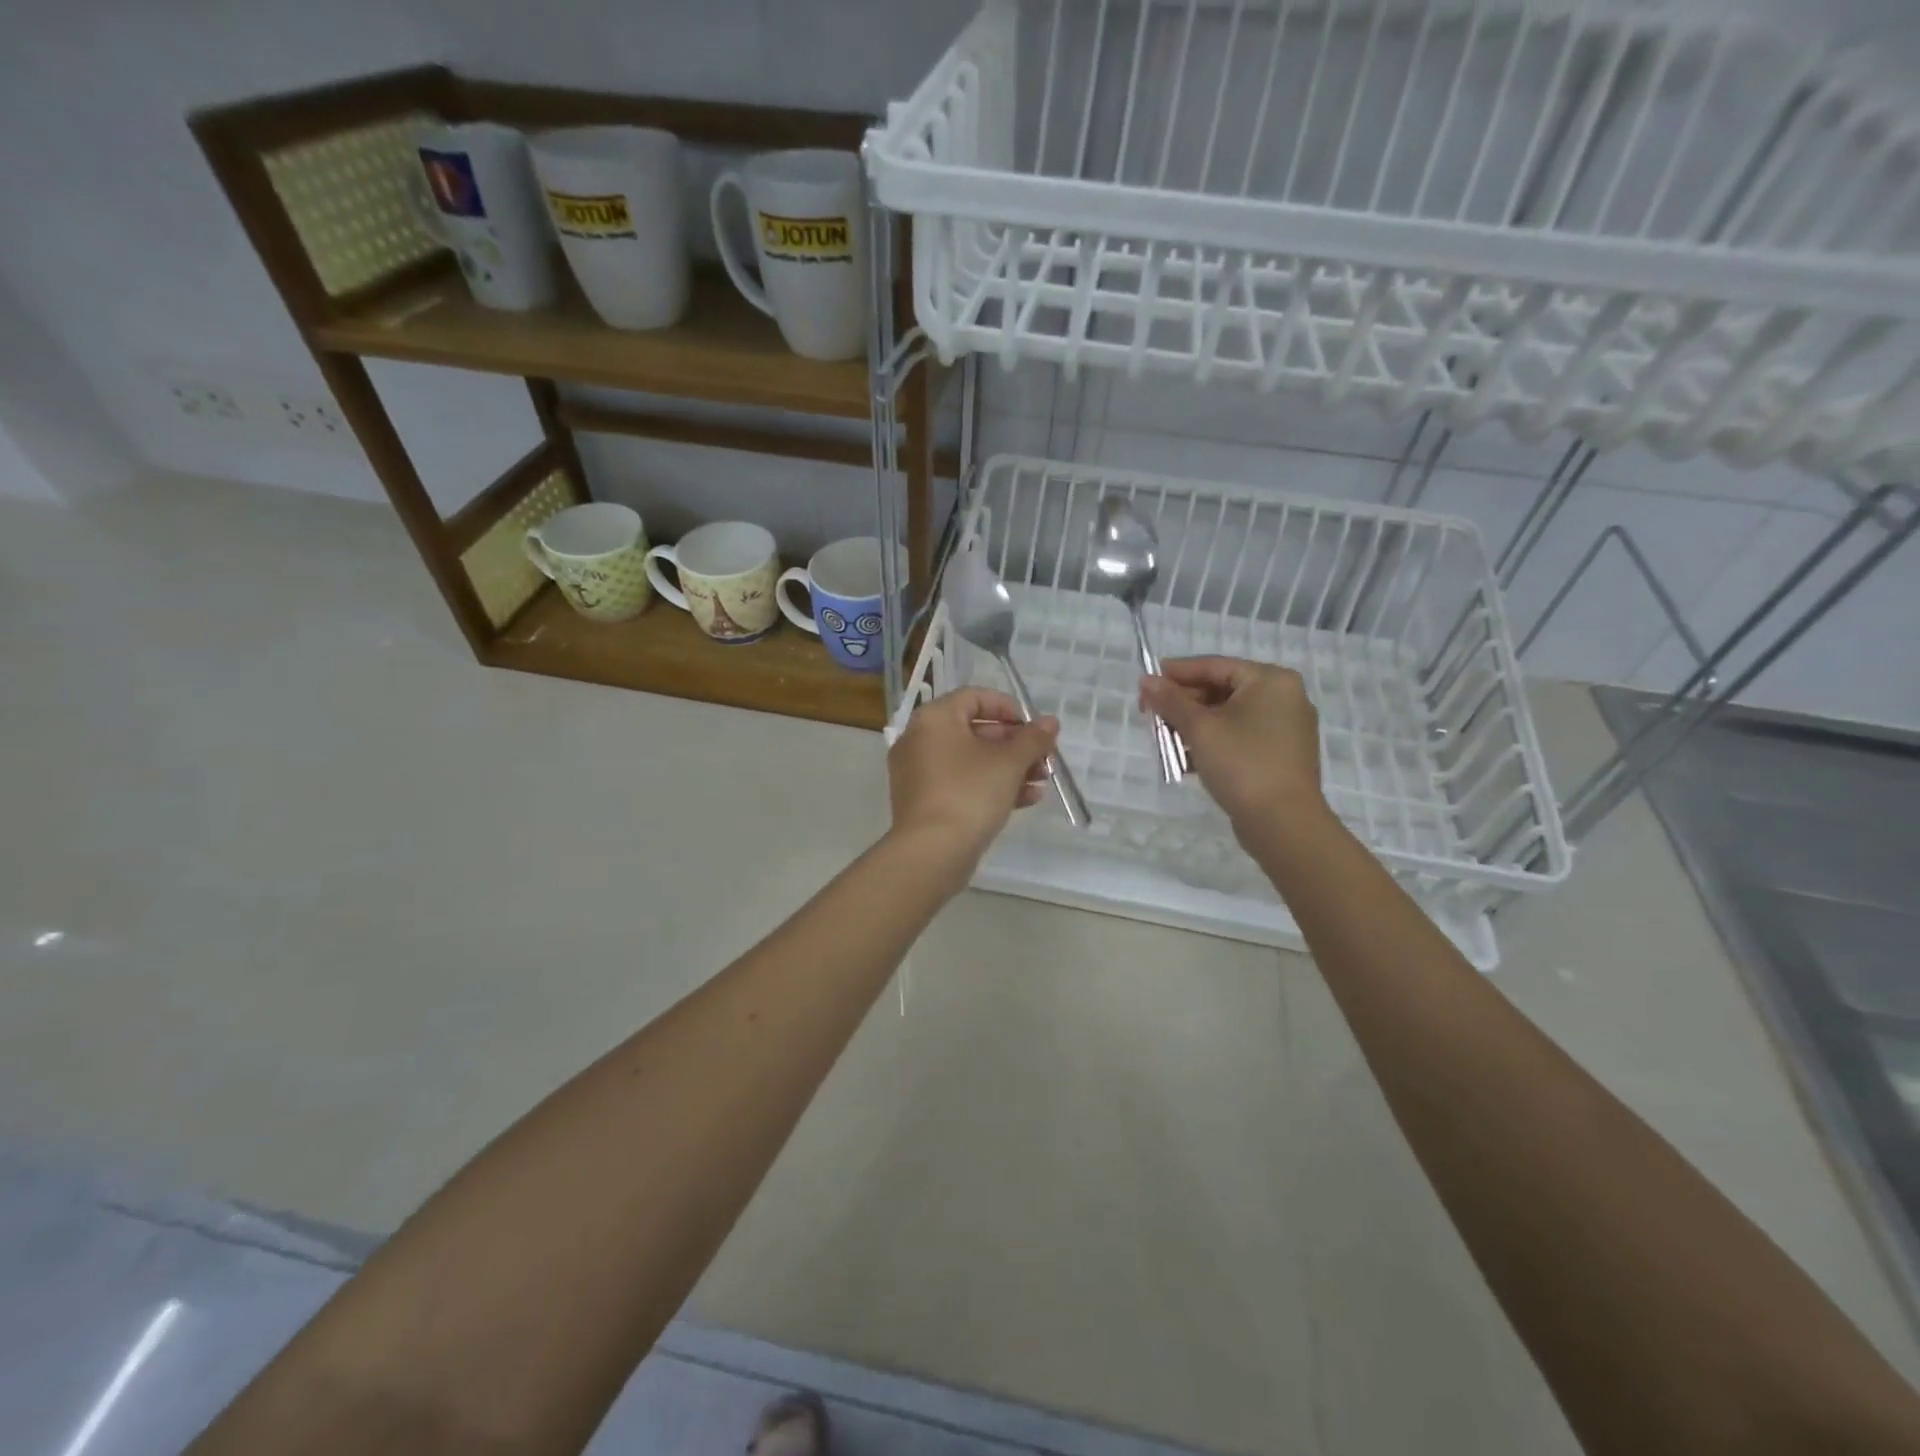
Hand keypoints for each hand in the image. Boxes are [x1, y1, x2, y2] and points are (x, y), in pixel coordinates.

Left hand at [887, 686, 1058, 886]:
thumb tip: (1050, 722)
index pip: (974, 697)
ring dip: (1009, 767)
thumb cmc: (969, 794)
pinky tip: (1026, 799)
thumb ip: (1032, 739)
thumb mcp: (1009, 762)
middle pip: (974, 730)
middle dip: (1015, 743)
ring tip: (1041, 780)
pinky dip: (990, 786)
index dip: (1009, 708)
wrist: (932, 853)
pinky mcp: (924, 802)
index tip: (1035, 727)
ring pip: (970, 760)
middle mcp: (920, 740)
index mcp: (934, 719)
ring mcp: (918, 773)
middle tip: (1044, 757)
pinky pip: (961, 783)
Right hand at [1140, 657, 1325, 835]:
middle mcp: (1283, 698)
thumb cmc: (1242, 763)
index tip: (1146, 683)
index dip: (1176, 673)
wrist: (1282, 822)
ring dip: (1193, 727)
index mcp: (1271, 680)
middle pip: (1221, 690)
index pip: (1214, 666)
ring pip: (1227, 717)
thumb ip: (1170, 701)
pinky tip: (1186, 761)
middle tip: (1151, 717)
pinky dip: (1212, 744)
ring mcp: (1284, 729)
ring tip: (1164, 741)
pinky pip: (1239, 738)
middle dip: (1183, 705)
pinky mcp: (1279, 756)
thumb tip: (1146, 681)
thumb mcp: (1199, 728)